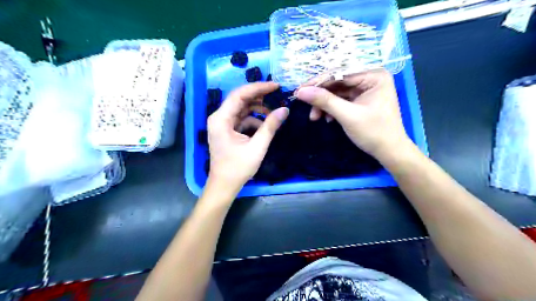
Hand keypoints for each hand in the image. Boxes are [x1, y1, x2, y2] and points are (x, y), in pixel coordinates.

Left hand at [207, 82, 288, 192]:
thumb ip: (270, 126)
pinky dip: (254, 120)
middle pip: (240, 99)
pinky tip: (264, 126)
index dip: (258, 88)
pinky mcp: (227, 130)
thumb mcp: (257, 147)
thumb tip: (284, 110)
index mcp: (221, 119)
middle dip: (259, 97)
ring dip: (257, 109)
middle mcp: (219, 117)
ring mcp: (222, 124)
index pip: (239, 95)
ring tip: (273, 113)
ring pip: (242, 109)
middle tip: (277, 95)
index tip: (275, 86)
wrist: (225, 185)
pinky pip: (242, 119)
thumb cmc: (238, 168)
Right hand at [295, 69, 410, 160]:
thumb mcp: (347, 115)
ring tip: (315, 118)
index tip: (299, 90)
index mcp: (374, 75)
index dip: (318, 82)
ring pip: (337, 92)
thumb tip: (300, 92)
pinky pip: (341, 100)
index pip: (340, 73)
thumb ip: (324, 101)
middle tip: (304, 105)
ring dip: (324, 104)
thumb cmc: (373, 132)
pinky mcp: (361, 100)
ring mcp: (365, 89)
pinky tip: (327, 119)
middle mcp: (370, 78)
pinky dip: (331, 109)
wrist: (389, 152)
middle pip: (337, 82)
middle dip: (321, 96)